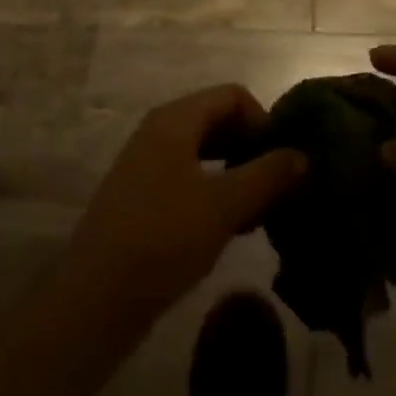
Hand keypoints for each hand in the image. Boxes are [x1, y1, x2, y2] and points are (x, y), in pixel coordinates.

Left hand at [65, 86, 306, 325]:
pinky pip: (189, 177)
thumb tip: (302, 155)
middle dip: (252, 147)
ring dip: (237, 172)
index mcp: (175, 119)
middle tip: (278, 186)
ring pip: (205, 152)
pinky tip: (232, 227)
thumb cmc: (162, 239)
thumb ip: (267, 175)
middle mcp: (159, 131)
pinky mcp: (143, 197)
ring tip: (261, 210)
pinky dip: (216, 191)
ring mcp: (147, 164)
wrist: (93, 300)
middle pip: (219, 120)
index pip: (233, 95)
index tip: (281, 161)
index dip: (263, 120)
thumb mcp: (224, 205)